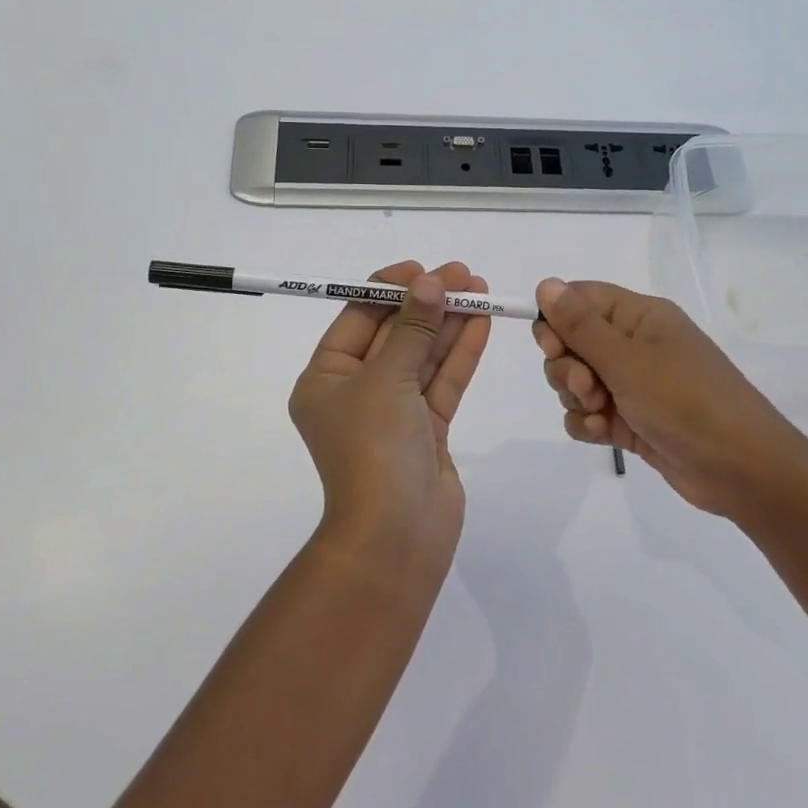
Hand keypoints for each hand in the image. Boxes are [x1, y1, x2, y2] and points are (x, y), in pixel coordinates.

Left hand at [289, 260, 492, 572]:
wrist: (396, 537)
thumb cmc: (373, 450)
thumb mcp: (387, 380)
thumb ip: (413, 329)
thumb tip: (430, 282)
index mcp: (326, 379)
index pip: (357, 319)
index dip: (389, 289)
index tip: (423, 269)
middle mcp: (356, 392)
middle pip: (395, 334)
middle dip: (427, 303)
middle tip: (463, 274)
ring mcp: (394, 412)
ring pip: (423, 357)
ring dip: (449, 323)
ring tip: (480, 289)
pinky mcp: (426, 430)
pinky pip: (443, 383)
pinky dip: (460, 354)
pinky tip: (481, 323)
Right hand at [532, 278, 807, 523]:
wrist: (741, 469)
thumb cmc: (685, 401)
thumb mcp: (627, 360)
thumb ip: (580, 325)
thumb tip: (545, 283)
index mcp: (639, 316)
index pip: (579, 299)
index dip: (556, 320)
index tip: (552, 347)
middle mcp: (635, 345)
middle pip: (571, 343)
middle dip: (566, 368)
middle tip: (588, 388)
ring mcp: (633, 385)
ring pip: (576, 381)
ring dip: (576, 399)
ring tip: (602, 415)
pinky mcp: (631, 420)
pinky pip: (589, 414)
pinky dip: (588, 424)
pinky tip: (604, 434)